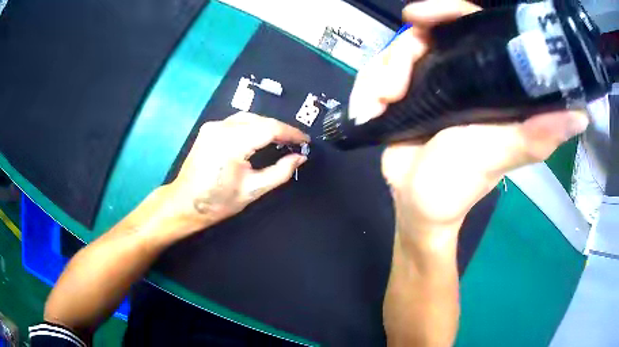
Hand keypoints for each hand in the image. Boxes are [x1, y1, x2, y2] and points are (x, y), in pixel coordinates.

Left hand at [166, 112, 308, 235]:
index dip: (291, 133)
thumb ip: (280, 172)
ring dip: (266, 126)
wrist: (184, 203)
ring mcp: (213, 126)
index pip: (269, 128)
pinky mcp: (208, 129)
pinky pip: (236, 121)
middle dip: (280, 129)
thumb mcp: (253, 190)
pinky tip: (259, 137)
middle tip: (295, 143)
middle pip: (260, 119)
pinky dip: (252, 126)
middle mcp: (221, 127)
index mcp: (232, 143)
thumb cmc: (217, 202)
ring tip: (280, 140)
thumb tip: (300, 157)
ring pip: (248, 117)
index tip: (305, 141)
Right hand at [351, 0, 588, 237]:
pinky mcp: (400, 94)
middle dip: (403, 51)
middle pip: (424, 33)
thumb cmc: (460, 183)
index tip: (417, 16)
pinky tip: (371, 110)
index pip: (469, 25)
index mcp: (485, 79)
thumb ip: (536, 134)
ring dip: (381, 76)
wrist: (417, 203)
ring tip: (382, 105)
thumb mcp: (500, 156)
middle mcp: (457, 72)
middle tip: (394, 84)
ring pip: (393, 52)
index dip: (447, 11)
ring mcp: (426, 81)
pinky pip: (375, 73)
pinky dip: (367, 88)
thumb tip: (580, 114)